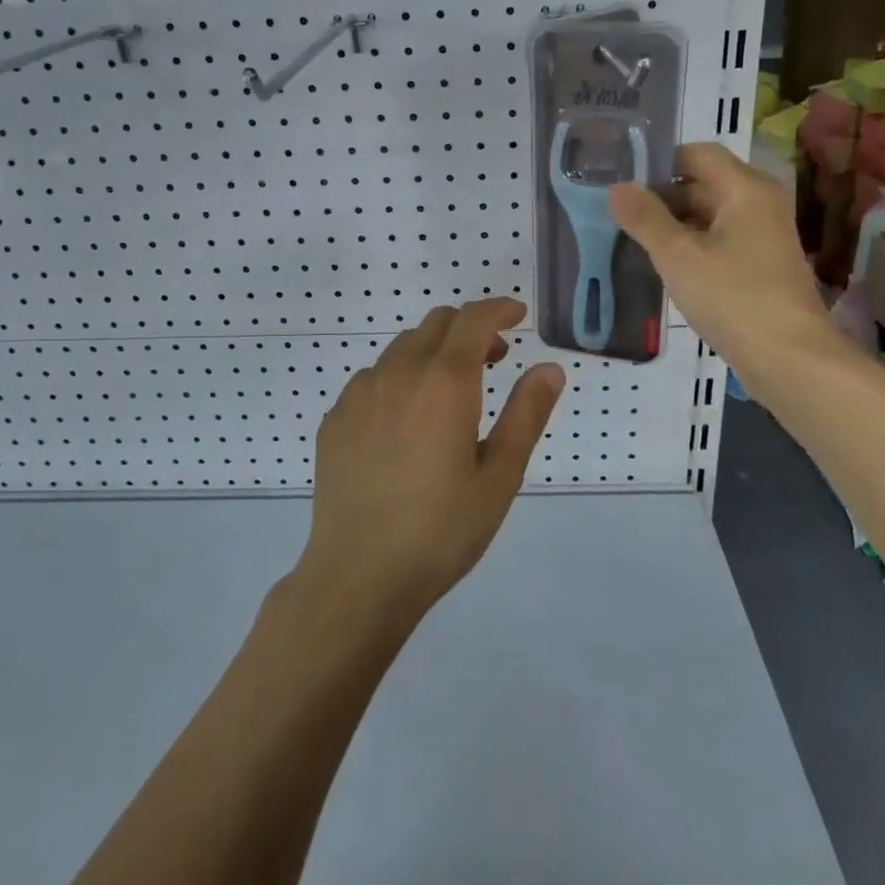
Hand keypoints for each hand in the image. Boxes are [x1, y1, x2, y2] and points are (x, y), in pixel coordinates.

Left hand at [299, 298, 565, 625]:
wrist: (358, 575)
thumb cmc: (441, 530)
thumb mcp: (499, 477)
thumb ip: (526, 414)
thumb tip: (549, 368)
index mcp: (444, 382)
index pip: (473, 319)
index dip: (498, 309)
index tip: (517, 315)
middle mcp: (397, 373)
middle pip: (436, 324)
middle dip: (469, 328)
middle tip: (494, 358)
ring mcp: (359, 393)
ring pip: (402, 349)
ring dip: (433, 353)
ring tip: (450, 394)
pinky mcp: (335, 417)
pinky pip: (373, 379)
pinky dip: (399, 379)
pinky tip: (405, 423)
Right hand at [609, 143, 834, 378]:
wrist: (789, 359)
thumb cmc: (733, 298)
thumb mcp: (678, 256)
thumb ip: (645, 218)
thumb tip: (617, 188)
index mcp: (745, 189)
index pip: (697, 153)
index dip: (659, 162)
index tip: (622, 182)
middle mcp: (759, 203)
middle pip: (704, 182)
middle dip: (662, 195)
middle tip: (619, 213)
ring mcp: (764, 235)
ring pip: (710, 214)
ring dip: (675, 223)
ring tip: (633, 239)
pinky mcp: (762, 264)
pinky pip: (720, 239)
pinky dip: (692, 244)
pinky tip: (665, 265)